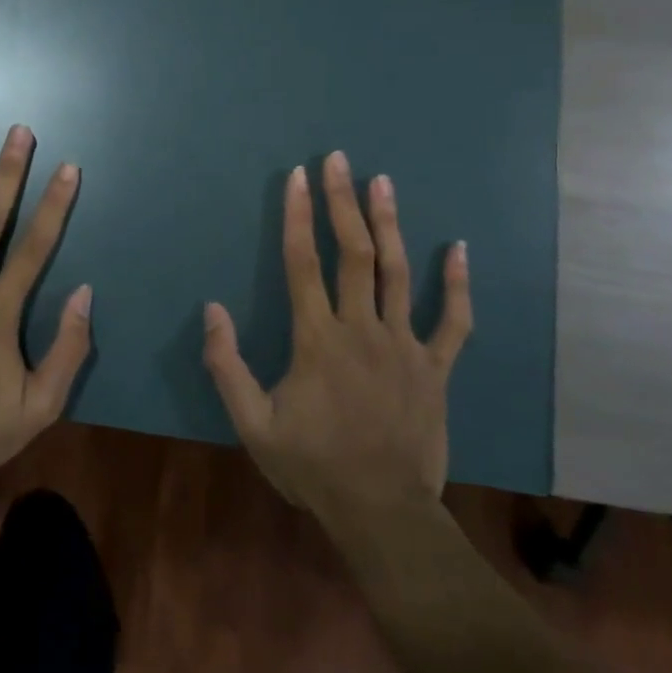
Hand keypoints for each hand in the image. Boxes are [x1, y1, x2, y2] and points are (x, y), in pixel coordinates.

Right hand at [203, 151, 471, 519]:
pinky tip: (459, 249)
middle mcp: (361, 330)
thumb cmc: (312, 465)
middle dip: (342, 202)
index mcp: (317, 340)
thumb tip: (212, 309)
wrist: (382, 512)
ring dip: (390, 224)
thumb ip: (228, 365)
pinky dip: (456, 284)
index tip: (296, 177)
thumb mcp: (252, 424)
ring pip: (398, 273)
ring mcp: (404, 346)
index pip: (302, 263)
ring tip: (383, 182)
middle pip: (353, 253)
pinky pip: (453, 320)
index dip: (297, 216)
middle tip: (338, 160)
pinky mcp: (435, 368)